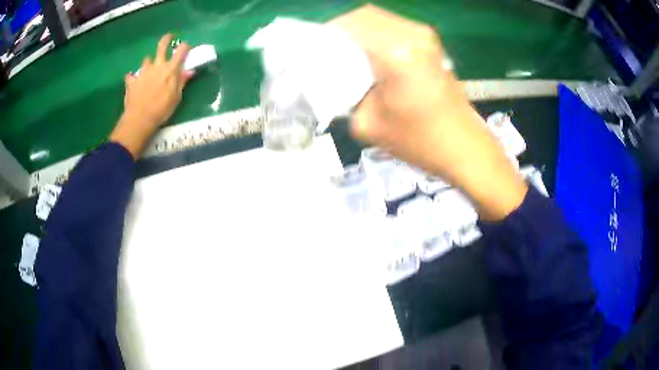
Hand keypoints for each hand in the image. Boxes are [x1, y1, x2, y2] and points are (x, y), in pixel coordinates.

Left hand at [110, 34, 193, 157]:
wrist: (139, 119)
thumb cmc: (161, 109)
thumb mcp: (176, 97)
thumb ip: (182, 82)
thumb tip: (190, 71)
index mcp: (170, 69)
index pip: (181, 51)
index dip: (185, 47)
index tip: (186, 47)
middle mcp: (157, 65)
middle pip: (162, 46)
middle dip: (166, 39)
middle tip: (168, 37)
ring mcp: (143, 72)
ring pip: (146, 60)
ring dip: (149, 63)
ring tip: (149, 69)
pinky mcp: (132, 81)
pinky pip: (131, 76)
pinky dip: (133, 78)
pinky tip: (133, 82)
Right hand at [330, 6, 526, 219]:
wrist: (464, 147)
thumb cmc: (419, 141)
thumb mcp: (369, 123)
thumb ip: (344, 97)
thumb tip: (333, 81)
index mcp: (394, 53)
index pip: (348, 26)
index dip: (326, 35)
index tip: (314, 52)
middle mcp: (411, 35)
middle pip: (364, 16)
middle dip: (341, 31)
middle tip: (328, 53)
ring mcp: (425, 36)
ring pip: (379, 19)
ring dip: (359, 32)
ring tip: (347, 56)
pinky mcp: (431, 43)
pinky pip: (394, 27)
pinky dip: (376, 35)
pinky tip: (371, 56)